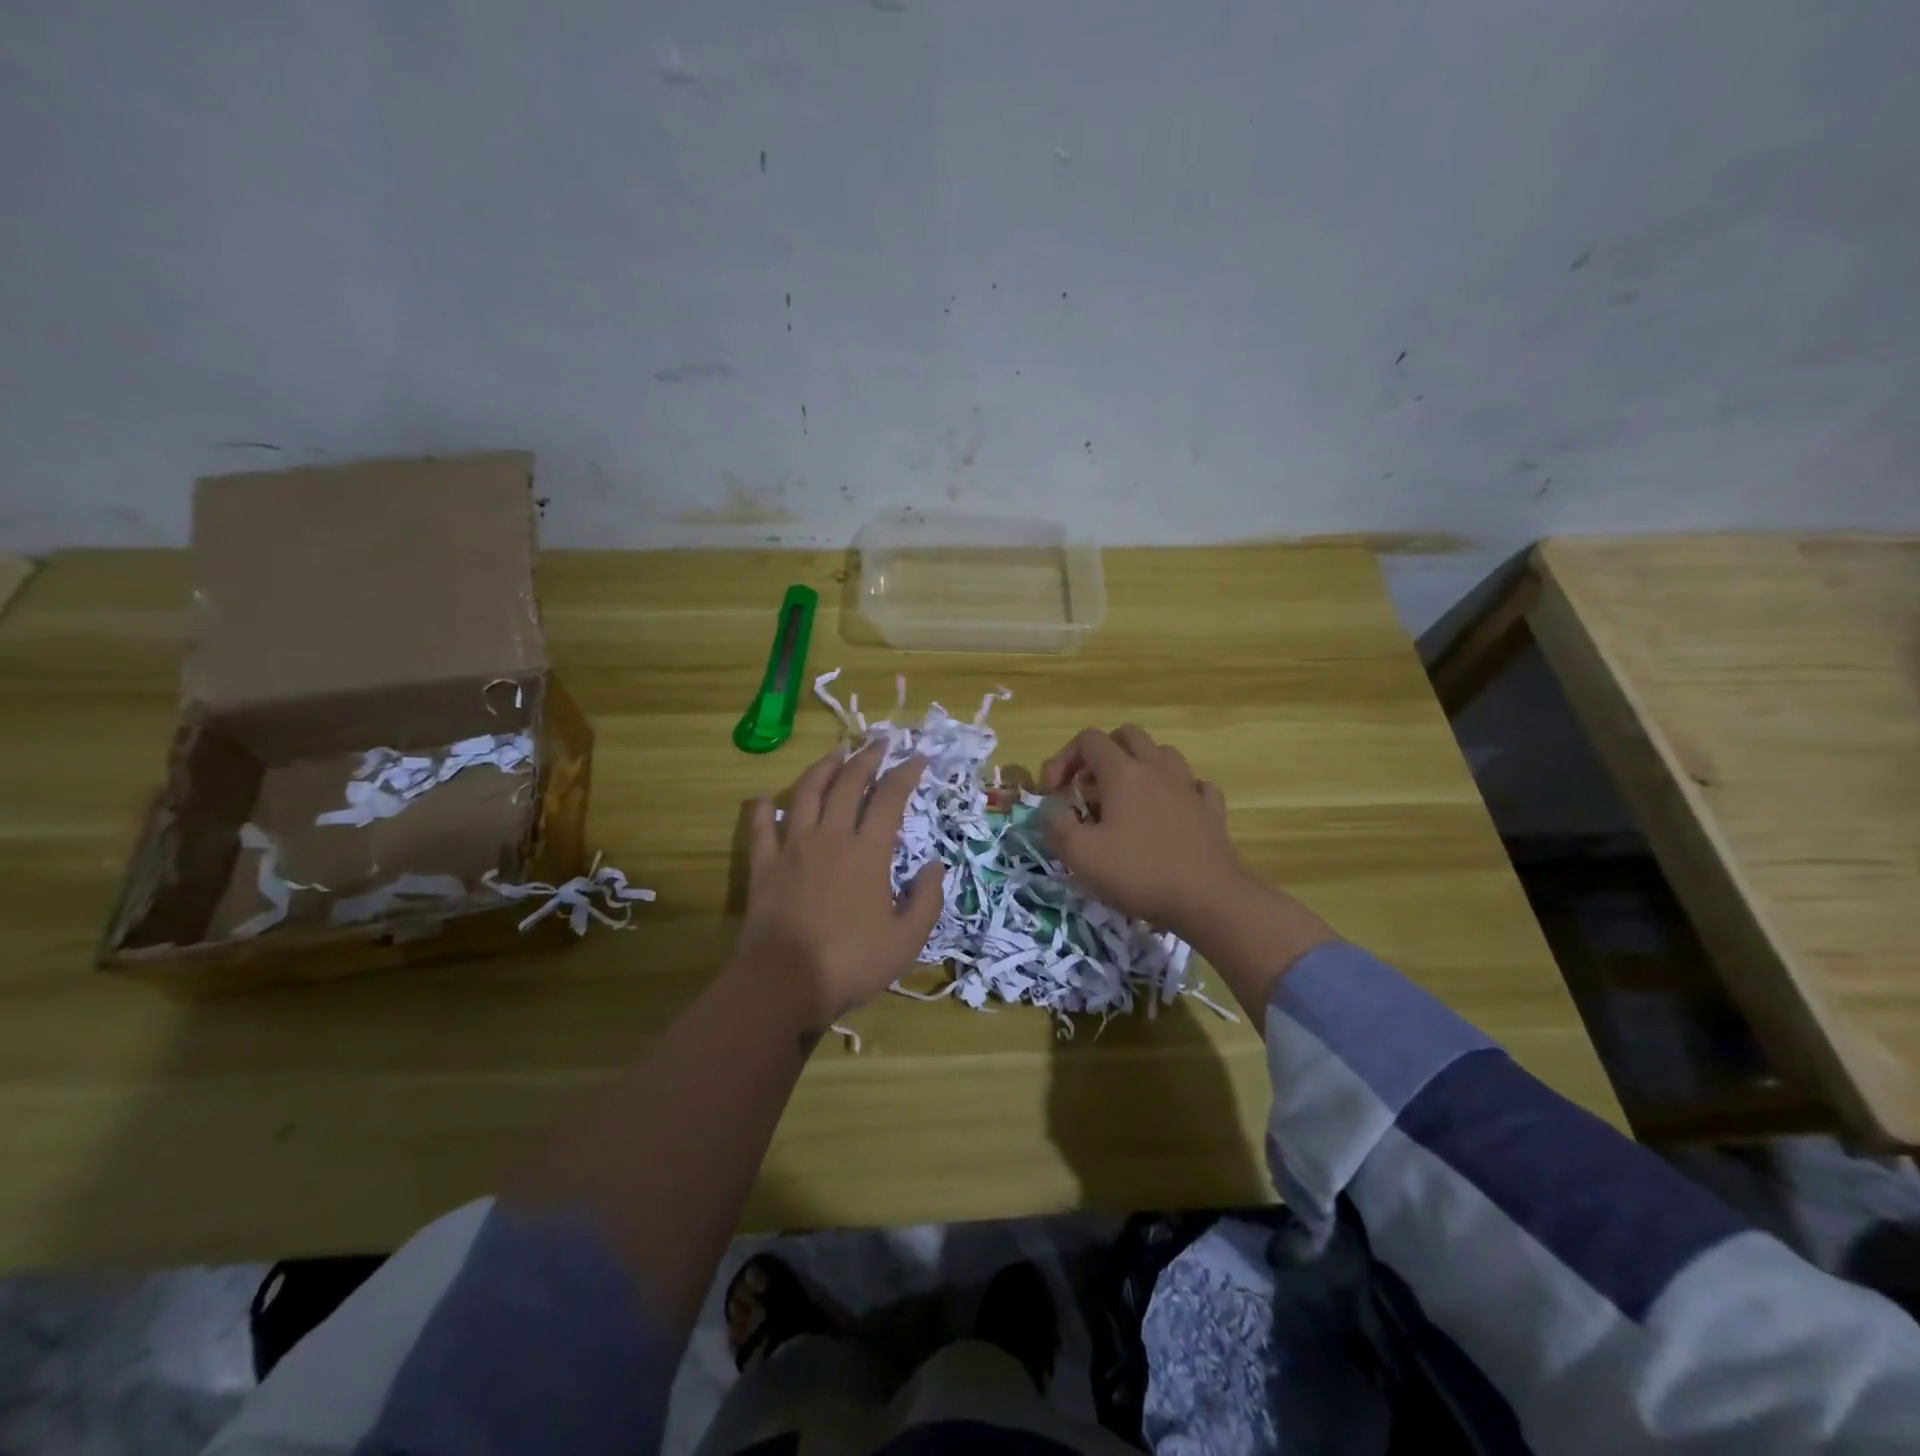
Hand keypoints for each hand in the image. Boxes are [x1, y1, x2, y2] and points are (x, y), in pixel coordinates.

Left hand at [733, 743, 945, 1036]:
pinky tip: (765, 796)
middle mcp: (830, 837)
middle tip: (878, 742)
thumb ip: (927, 899)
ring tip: (835, 753)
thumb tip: (934, 866)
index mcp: (868, 851)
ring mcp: (792, 847)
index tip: (917, 757)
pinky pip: (760, 826)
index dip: (906, 773)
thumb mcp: (906, 939)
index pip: (890, 798)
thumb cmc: (851, 962)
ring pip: (807, 793)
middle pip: (848, 784)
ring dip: (823, 768)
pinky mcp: (763, 865)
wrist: (784, 984)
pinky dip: (762, 807)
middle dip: (866, 758)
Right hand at [1038, 725, 1246, 940]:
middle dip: (1102, 754)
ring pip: (1162, 755)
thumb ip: (1056, 825)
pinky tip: (1168, 813)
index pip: (1088, 740)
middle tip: (1088, 788)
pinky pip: (1192, 785)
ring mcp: (1188, 787)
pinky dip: (1175, 791)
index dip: (1063, 758)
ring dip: (1139, 767)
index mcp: (1123, 772)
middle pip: (1127, 736)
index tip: (1053, 793)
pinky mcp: (1211, 810)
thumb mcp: (1081, 855)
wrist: (1209, 899)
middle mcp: (1157, 768)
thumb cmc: (1139, 872)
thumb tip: (1052, 809)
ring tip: (1126, 800)